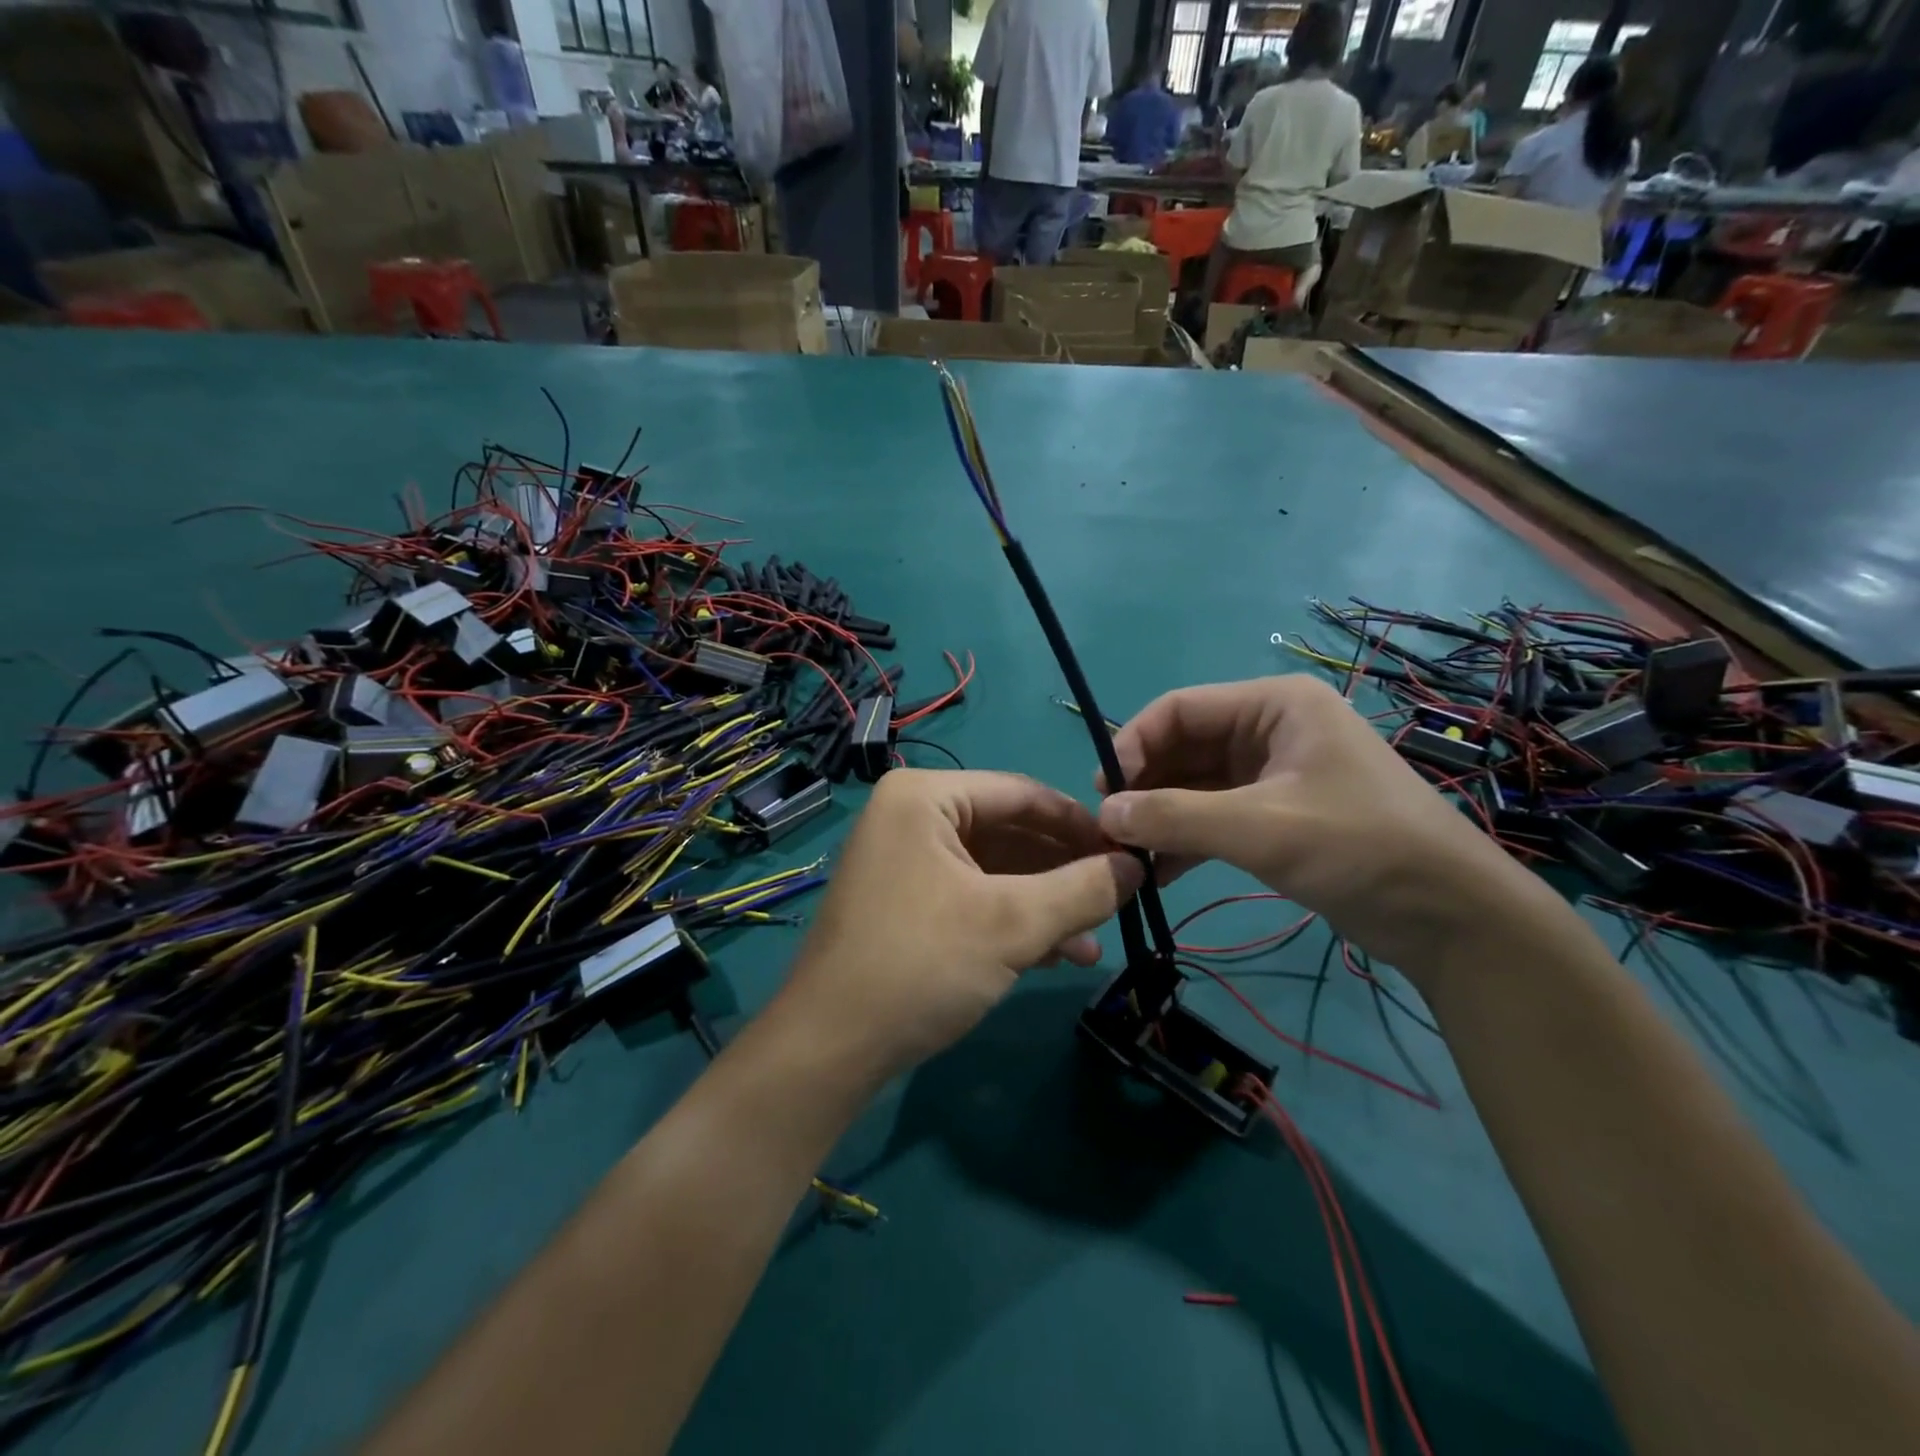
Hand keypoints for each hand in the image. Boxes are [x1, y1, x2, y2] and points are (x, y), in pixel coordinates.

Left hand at [781, 770, 1142, 1080]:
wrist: (831, 1048)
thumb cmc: (921, 964)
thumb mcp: (1012, 924)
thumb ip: (1082, 889)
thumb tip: (1137, 867)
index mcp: (925, 796)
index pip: (1022, 793)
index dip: (1081, 824)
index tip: (1131, 853)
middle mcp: (912, 817)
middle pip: (1009, 832)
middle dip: (1065, 871)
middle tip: (1118, 897)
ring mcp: (906, 861)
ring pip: (995, 870)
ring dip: (1045, 903)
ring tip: (1094, 939)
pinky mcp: (907, 903)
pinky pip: (973, 896)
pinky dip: (1014, 921)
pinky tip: (1058, 954)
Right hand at [1096, 675, 1543, 979]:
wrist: (1450, 917)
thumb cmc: (1360, 847)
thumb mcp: (1261, 827)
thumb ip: (1176, 816)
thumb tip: (1105, 814)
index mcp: (1274, 705)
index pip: (1180, 708)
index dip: (1134, 743)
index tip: (1104, 791)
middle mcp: (1270, 729)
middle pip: (1184, 746)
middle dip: (1145, 785)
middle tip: (1109, 828)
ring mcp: (1273, 773)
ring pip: (1195, 784)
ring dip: (1161, 816)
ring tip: (1126, 853)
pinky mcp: (1277, 814)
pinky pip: (1215, 815)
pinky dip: (1186, 838)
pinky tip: (1158, 871)